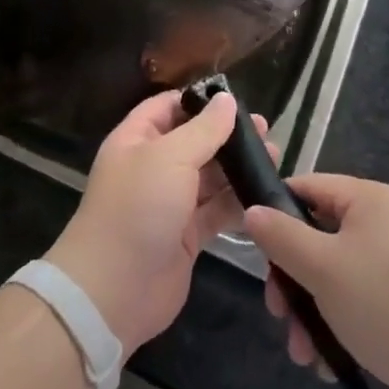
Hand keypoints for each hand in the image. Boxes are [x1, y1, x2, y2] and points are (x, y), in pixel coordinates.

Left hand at [44, 90, 269, 355]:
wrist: (115, 289)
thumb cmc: (138, 208)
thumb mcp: (170, 157)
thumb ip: (203, 129)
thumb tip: (226, 99)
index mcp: (137, 140)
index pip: (168, 107)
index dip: (199, 100)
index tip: (236, 100)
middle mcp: (152, 167)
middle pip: (193, 141)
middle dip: (227, 135)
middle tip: (265, 131)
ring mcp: (170, 203)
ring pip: (208, 177)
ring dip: (237, 168)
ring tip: (273, 158)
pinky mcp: (186, 235)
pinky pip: (216, 211)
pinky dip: (237, 202)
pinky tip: (264, 194)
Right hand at [242, 175, 388, 388]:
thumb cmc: (388, 305)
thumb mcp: (322, 267)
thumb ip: (281, 237)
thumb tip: (252, 210)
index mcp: (368, 199)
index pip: (307, 187)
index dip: (275, 213)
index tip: (256, 252)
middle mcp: (384, 224)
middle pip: (318, 238)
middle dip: (293, 280)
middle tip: (278, 314)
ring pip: (336, 277)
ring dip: (311, 312)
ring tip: (303, 355)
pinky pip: (361, 303)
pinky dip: (340, 328)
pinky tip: (330, 364)